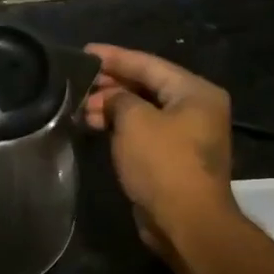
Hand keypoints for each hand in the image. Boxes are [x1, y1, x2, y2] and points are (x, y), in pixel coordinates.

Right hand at [81, 43, 238, 256]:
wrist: (186, 221)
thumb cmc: (163, 163)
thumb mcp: (135, 121)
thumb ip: (119, 99)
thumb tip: (109, 98)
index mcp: (195, 92)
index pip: (149, 64)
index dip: (114, 57)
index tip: (84, 52)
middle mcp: (196, 109)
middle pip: (148, 86)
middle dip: (112, 84)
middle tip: (77, 82)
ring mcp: (186, 135)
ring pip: (143, 110)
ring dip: (112, 107)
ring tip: (80, 108)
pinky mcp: (173, 158)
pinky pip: (143, 131)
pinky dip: (120, 126)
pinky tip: (94, 126)